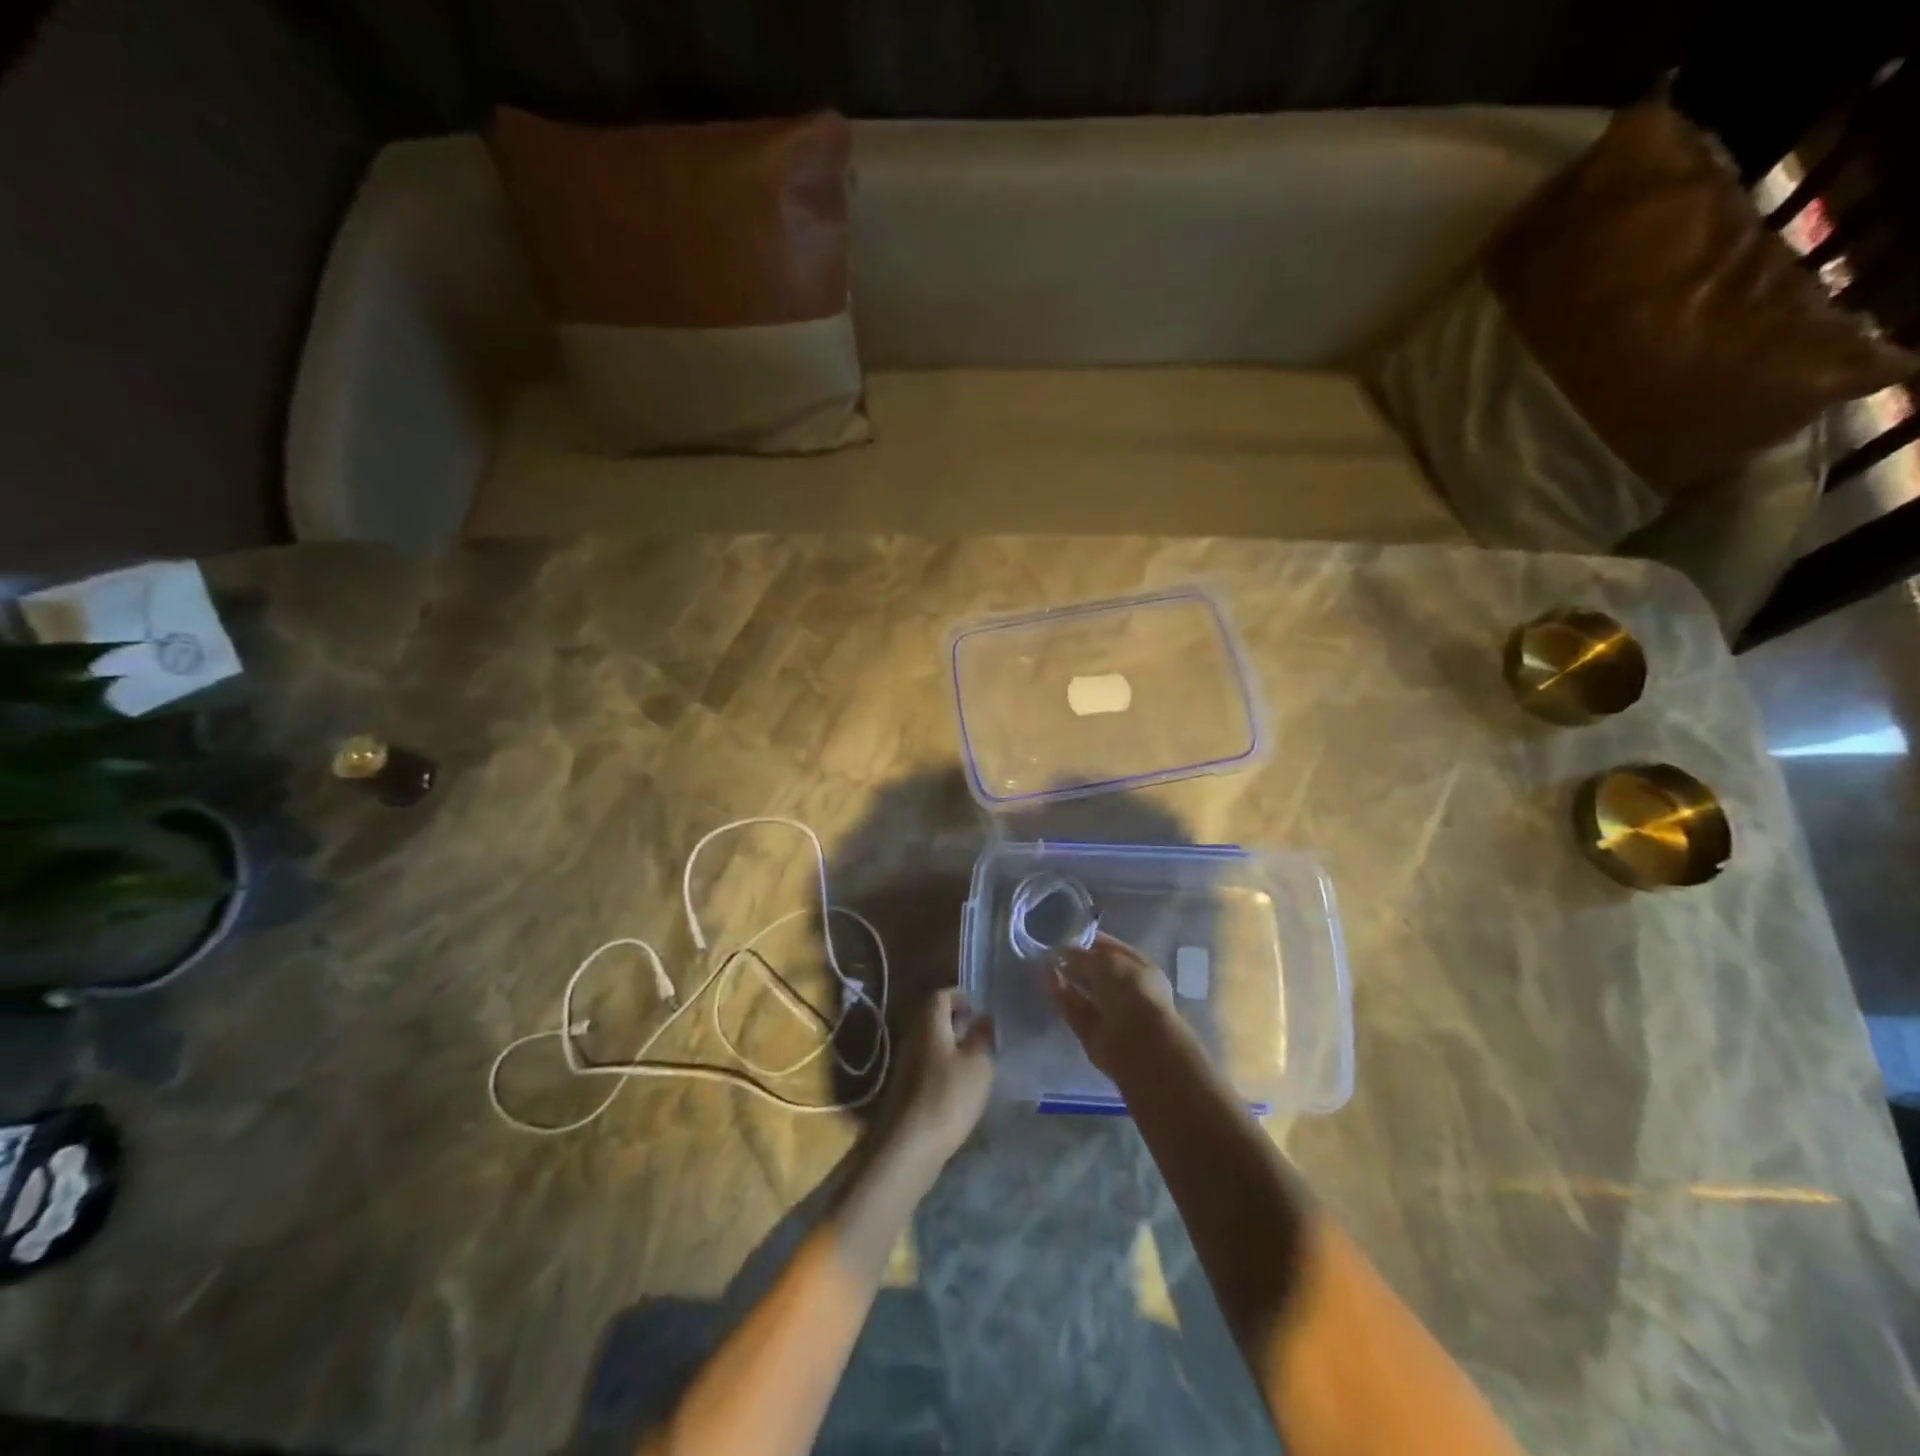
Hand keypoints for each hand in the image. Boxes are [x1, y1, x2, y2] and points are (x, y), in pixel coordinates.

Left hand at [887, 988, 995, 1172]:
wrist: (910, 1145)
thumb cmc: (949, 1096)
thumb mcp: (978, 1063)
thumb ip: (983, 1036)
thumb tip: (983, 1016)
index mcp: (929, 1023)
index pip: (941, 995)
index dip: (960, 996)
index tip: (980, 1010)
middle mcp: (913, 1036)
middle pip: (933, 1018)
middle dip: (957, 1022)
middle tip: (982, 1035)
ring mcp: (906, 1063)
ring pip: (931, 1042)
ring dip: (952, 1046)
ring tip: (976, 1061)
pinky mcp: (905, 1087)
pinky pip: (927, 1064)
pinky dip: (944, 1066)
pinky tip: (960, 1086)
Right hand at [1051, 934, 1189, 1083]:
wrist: (1138, 1043)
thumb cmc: (1131, 991)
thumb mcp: (1106, 961)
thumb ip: (1082, 955)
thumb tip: (1062, 950)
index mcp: (1139, 968)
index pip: (1111, 949)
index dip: (1090, 940)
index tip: (1066, 932)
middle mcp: (1126, 989)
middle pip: (1096, 971)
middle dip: (1075, 959)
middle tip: (1049, 946)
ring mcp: (1108, 1012)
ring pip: (1083, 990)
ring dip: (1065, 976)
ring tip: (1043, 960)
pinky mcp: (1091, 1031)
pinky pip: (1073, 1008)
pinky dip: (1060, 994)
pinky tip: (1046, 978)